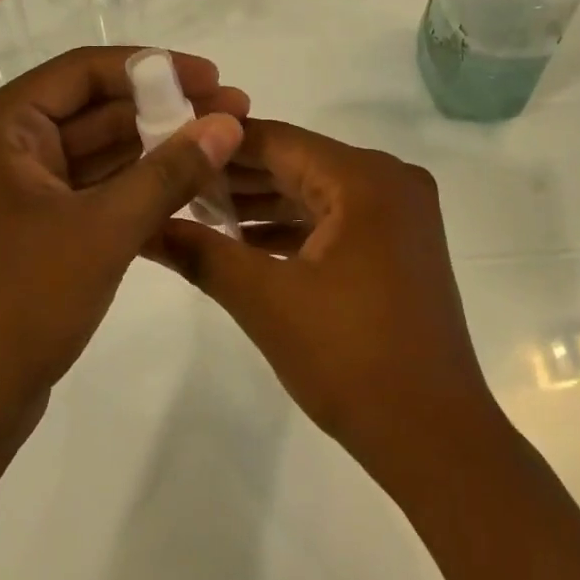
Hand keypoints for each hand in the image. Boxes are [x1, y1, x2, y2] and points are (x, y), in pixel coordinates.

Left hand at [0, 47, 247, 458]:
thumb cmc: (25, 301)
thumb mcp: (106, 228)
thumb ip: (170, 170)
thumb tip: (228, 122)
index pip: (84, 71)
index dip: (154, 67)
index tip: (211, 76)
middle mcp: (3, 144)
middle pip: (94, 106)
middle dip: (163, 109)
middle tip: (231, 110)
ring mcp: (19, 186)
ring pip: (98, 147)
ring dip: (156, 144)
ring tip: (220, 142)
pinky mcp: (37, 222)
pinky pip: (94, 184)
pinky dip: (138, 180)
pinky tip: (189, 179)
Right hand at [149, 120, 498, 478]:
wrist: (435, 437)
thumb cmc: (350, 359)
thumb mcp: (266, 301)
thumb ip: (203, 253)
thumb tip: (145, 226)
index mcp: (366, 178)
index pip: (279, 141)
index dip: (221, 143)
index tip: (171, 142)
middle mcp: (390, 180)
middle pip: (298, 162)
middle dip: (237, 175)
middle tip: (175, 179)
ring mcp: (400, 213)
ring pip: (316, 192)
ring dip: (262, 203)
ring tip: (197, 208)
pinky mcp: (399, 244)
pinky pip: (336, 219)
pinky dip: (292, 228)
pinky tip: (243, 240)